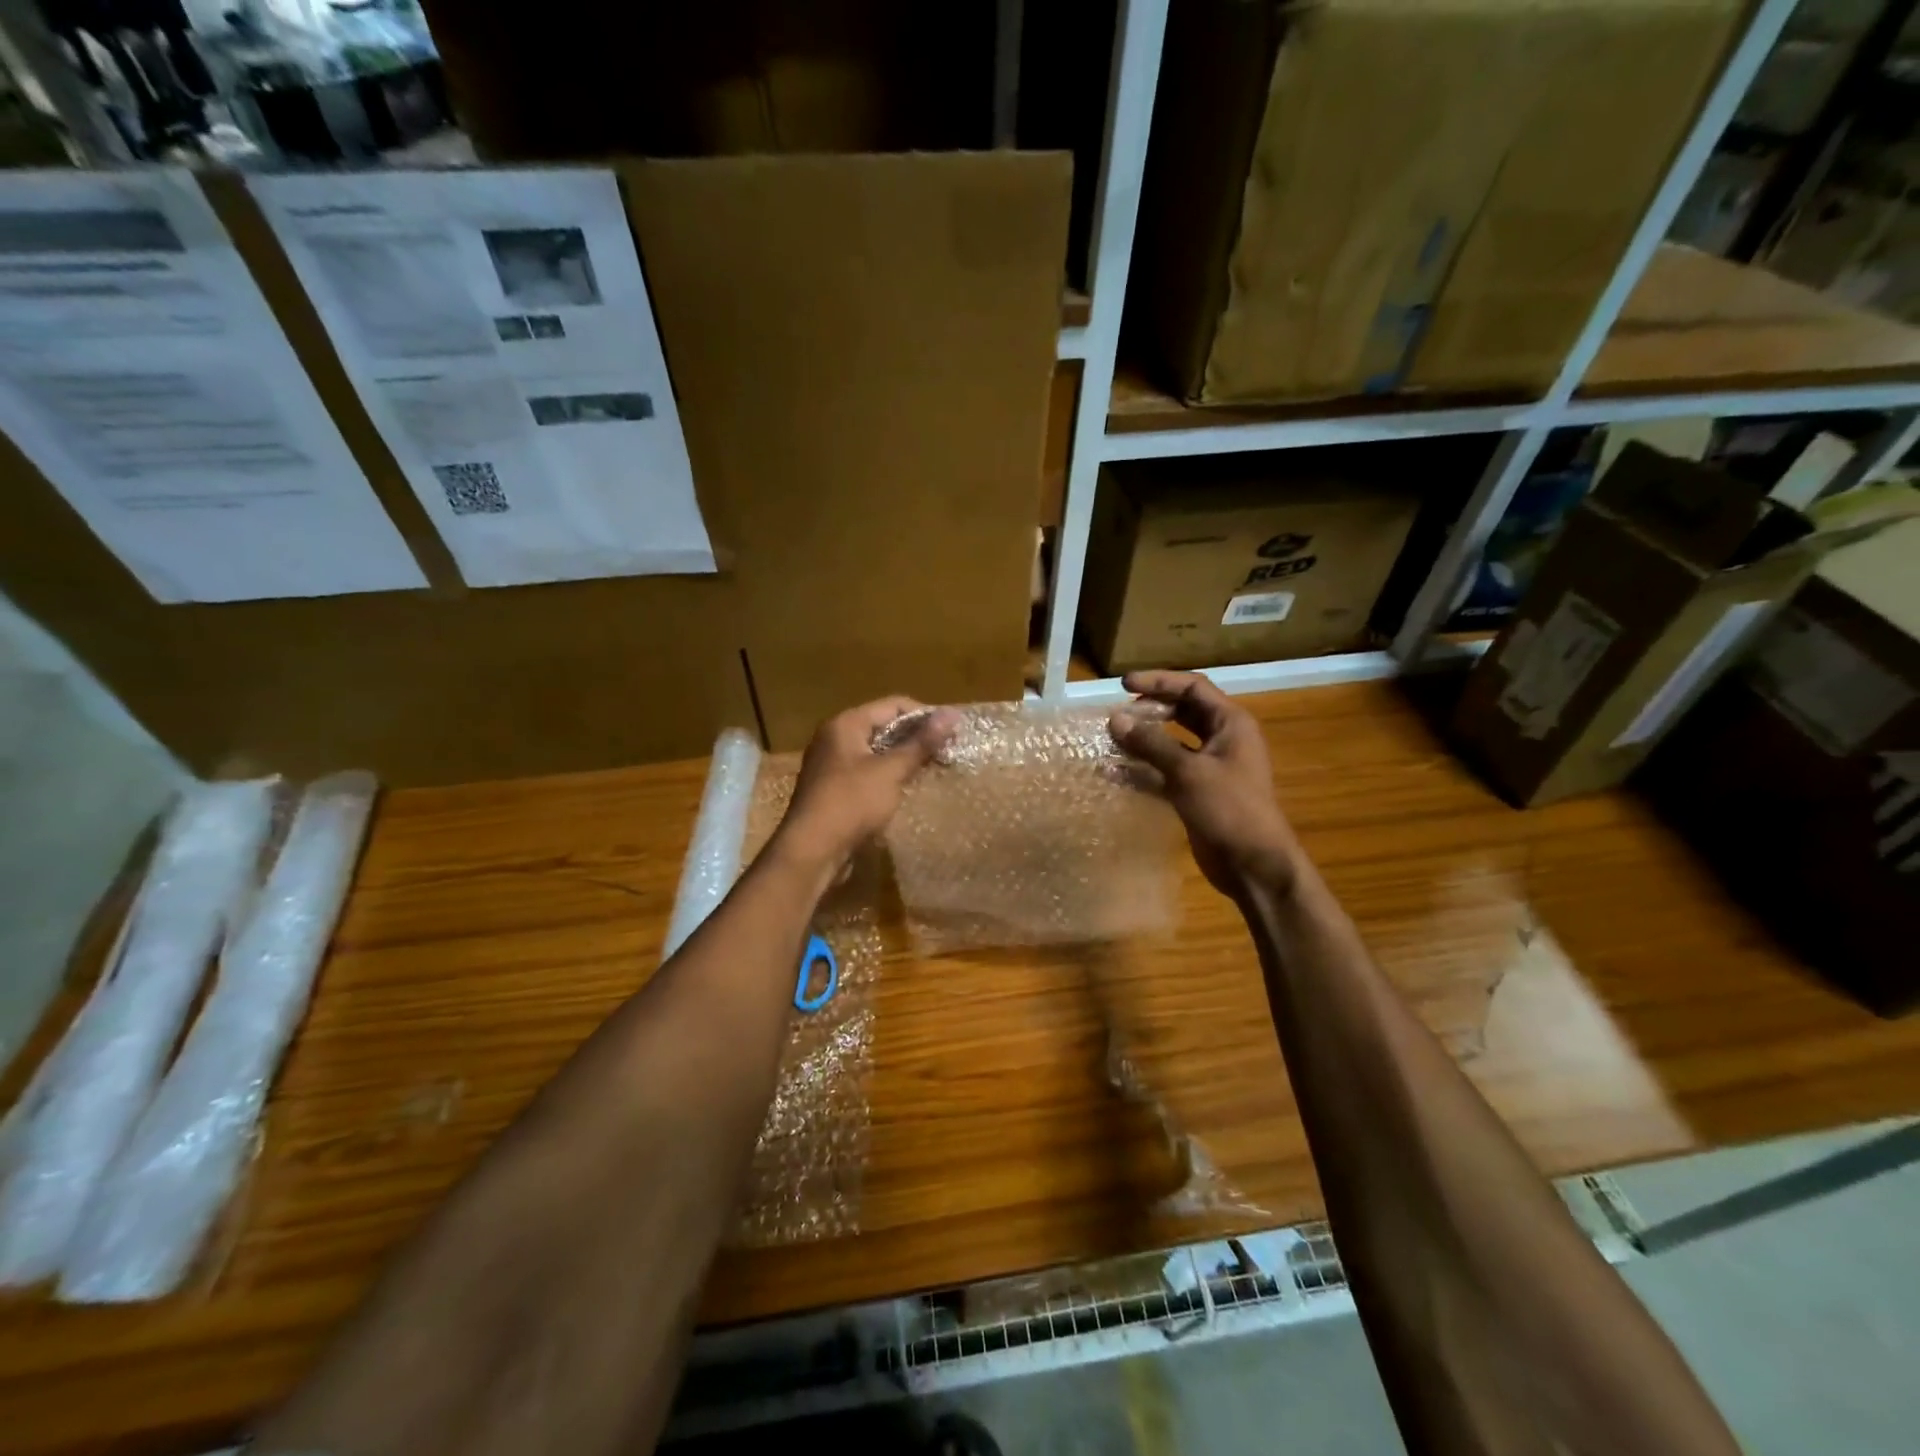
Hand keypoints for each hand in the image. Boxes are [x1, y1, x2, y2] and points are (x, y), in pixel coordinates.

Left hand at [773, 697, 959, 875]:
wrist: (811, 851)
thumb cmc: (851, 803)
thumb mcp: (891, 771)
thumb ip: (921, 743)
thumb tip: (951, 714)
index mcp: (845, 724)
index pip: (893, 705)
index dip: (925, 715)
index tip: (952, 732)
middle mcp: (835, 738)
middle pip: (884, 726)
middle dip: (916, 738)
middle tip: (947, 752)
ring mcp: (832, 765)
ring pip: (876, 751)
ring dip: (904, 758)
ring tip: (933, 769)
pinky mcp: (834, 789)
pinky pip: (868, 772)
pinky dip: (889, 776)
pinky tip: (908, 788)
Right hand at [1109, 670, 1303, 898]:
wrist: (1253, 864)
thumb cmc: (1229, 808)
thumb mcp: (1188, 771)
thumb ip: (1151, 743)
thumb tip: (1115, 719)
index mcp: (1230, 723)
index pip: (1192, 688)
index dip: (1158, 681)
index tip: (1123, 684)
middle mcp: (1221, 739)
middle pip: (1182, 712)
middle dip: (1149, 710)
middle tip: (1117, 714)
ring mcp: (1209, 767)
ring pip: (1171, 743)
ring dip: (1142, 740)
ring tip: (1110, 739)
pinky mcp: (1196, 793)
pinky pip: (1164, 772)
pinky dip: (1142, 770)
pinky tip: (1112, 773)